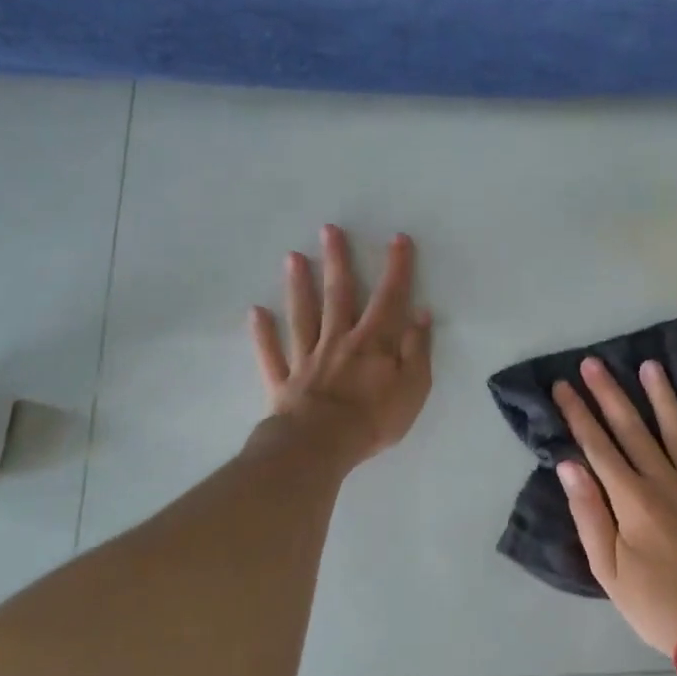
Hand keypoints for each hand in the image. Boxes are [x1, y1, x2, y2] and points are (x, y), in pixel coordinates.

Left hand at [249, 225, 432, 467]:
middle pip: (338, 295)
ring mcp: (307, 358)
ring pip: (302, 315)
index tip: (397, 239)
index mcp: (373, 342)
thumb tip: (421, 313)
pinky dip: (263, 334)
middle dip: (336, 260)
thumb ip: (417, 349)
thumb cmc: (373, 419)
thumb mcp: (413, 387)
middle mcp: (338, 340)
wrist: (321, 446)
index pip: (388, 298)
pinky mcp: (284, 380)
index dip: (396, 268)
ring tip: (292, 257)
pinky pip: (272, 353)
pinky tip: (256, 312)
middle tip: (329, 230)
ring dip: (298, 285)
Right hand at [553, 357, 676, 655]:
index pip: (598, 446)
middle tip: (594, 363)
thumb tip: (569, 465)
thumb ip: (588, 513)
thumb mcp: (608, 569)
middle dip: (609, 394)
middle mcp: (665, 481)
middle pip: (633, 429)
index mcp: (632, 499)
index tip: (564, 386)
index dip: (578, 414)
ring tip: (650, 366)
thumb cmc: (656, 604)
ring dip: (662, 397)